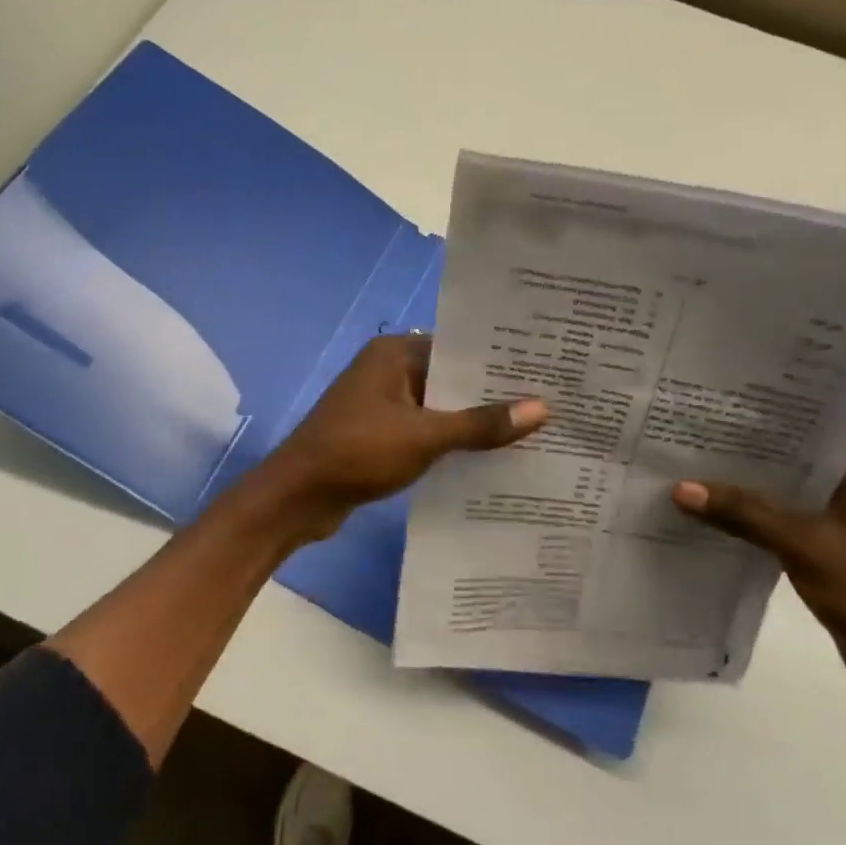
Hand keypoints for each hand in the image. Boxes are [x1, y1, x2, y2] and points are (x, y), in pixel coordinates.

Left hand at [253, 335, 546, 541]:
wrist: (296, 497)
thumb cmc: (357, 452)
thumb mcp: (424, 437)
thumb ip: (481, 424)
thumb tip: (543, 408)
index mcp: (394, 352)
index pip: (458, 347)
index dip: (499, 361)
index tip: (545, 372)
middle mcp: (388, 370)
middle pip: (450, 378)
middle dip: (491, 395)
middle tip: (549, 404)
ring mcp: (382, 403)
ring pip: (439, 408)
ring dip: (472, 422)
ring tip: (531, 432)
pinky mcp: (379, 435)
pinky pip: (425, 431)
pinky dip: (450, 442)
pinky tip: (489, 458)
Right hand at [672, 451, 845, 711]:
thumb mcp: (804, 544)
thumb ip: (743, 511)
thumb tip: (680, 488)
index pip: (804, 440)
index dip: (754, 436)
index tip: (705, 428)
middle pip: (793, 472)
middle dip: (744, 470)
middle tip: (688, 455)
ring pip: (788, 502)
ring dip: (748, 502)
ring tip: (692, 484)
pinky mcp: (841, 556)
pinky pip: (790, 530)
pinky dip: (759, 528)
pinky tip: (716, 524)